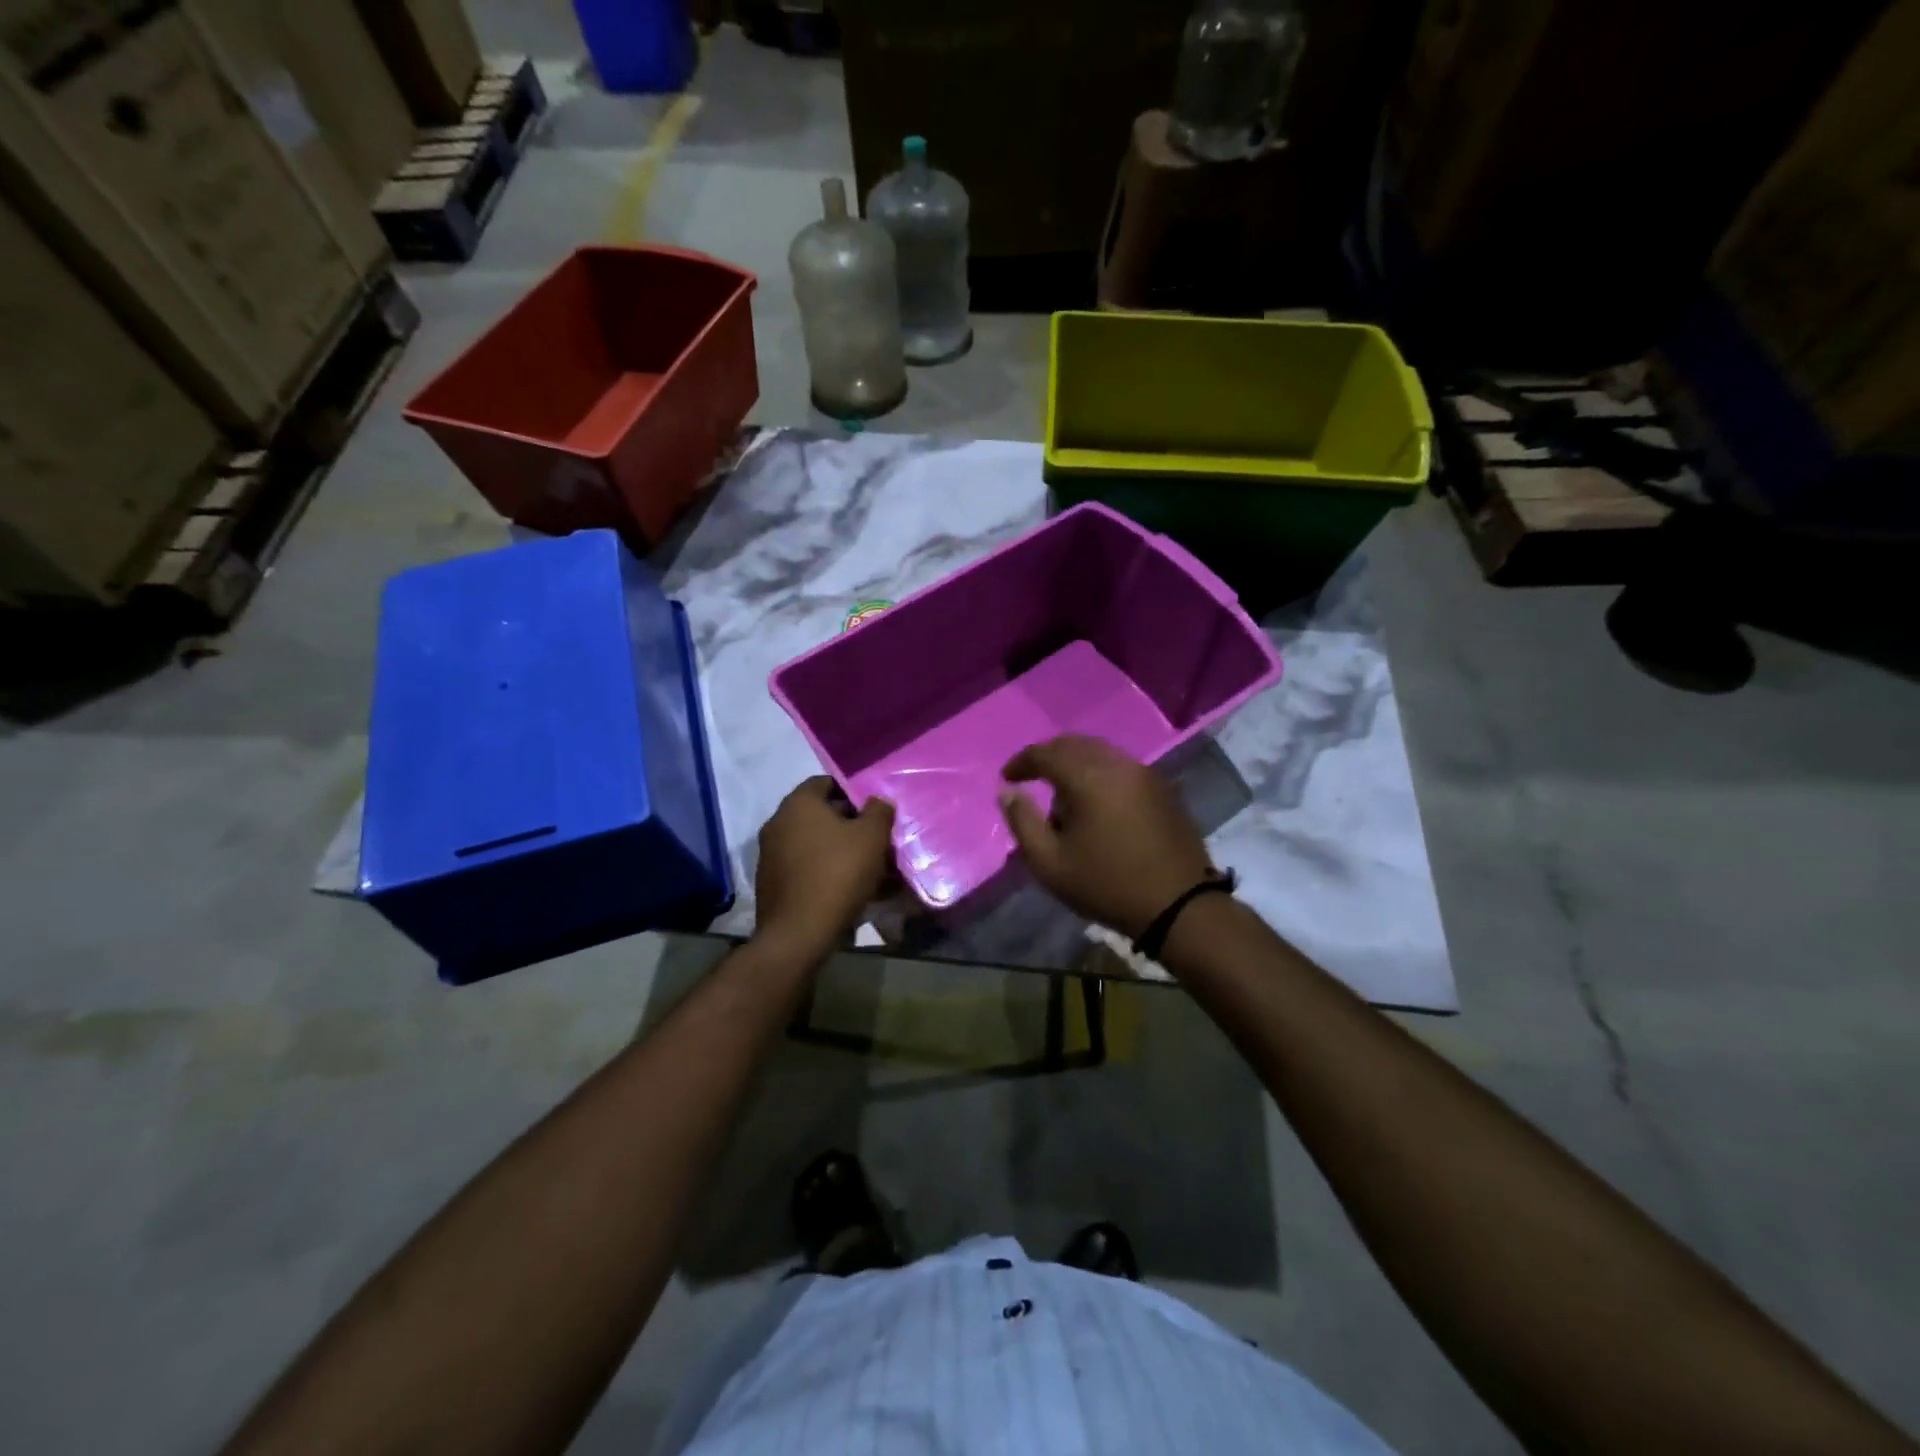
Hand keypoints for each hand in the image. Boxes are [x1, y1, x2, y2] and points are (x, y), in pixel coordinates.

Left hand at [754, 777, 895, 959]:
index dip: (853, 792)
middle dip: (849, 823)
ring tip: (866, 866)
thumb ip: (879, 811)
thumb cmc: (838, 874)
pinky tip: (846, 887)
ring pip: (813, 842)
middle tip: (875, 839)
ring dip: (837, 849)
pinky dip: (823, 870)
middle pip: (820, 814)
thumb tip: (878, 800)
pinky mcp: (771, 881)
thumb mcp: (871, 838)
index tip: (875, 810)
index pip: (826, 782)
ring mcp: (770, 853)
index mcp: (798, 803)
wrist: (799, 933)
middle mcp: (778, 822)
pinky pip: (804, 866)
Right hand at [1000, 735, 1212, 937]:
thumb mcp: (1050, 864)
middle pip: (1074, 744)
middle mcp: (1117, 764)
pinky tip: (1096, 804)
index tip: (1007, 779)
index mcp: (1088, 777)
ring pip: (1100, 753)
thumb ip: (1022, 822)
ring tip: (1063, 797)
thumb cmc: (1106, 886)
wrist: (1179, 905)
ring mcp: (1144, 773)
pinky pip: (1121, 767)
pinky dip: (1100, 773)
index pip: (1046, 753)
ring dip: (1075, 765)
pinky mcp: (1162, 788)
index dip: (1022, 762)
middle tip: (1031, 779)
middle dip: (1049, 757)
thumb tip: (1007, 792)